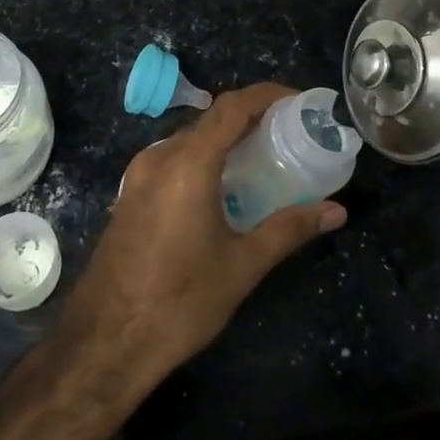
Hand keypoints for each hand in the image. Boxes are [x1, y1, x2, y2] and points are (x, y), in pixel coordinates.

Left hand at [56, 83, 346, 389]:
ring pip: (190, 138)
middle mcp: (160, 157)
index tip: (299, 101)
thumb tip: (337, 211)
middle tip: (289, 133)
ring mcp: (138, 175)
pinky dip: (204, 158)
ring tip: (263, 157)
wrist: (103, 345)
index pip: (232, 106)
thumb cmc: (178, 303)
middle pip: (211, 118)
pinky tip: (224, 187)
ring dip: (226, 139)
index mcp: (188, 164)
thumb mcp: (242, 266)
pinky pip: (173, 159)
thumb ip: (289, 229)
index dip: (268, 95)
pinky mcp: (130, 194)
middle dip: (251, 118)